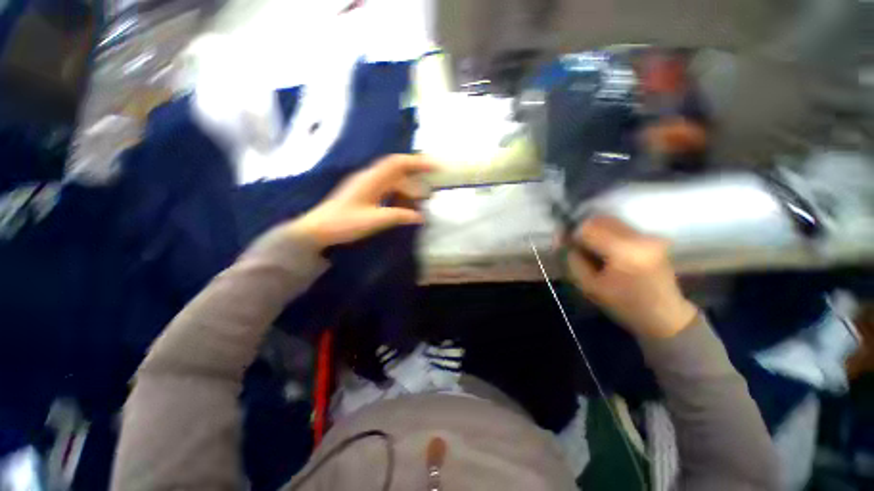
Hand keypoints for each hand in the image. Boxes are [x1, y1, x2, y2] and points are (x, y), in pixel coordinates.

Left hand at [288, 154, 434, 248]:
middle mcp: (370, 178)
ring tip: (418, 205)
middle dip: (415, 179)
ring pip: (393, 183)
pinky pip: (387, 191)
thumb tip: (420, 217)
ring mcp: (366, 186)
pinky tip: (403, 208)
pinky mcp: (365, 195)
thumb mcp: (374, 220)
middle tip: (429, 194)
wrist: (317, 230)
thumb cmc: (343, 223)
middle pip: (397, 172)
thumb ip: (399, 216)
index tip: (435, 167)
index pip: (398, 163)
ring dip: (407, 191)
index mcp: (371, 179)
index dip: (417, 162)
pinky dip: (398, 198)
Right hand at [567, 216, 697, 338]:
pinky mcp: (652, 237)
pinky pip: (620, 226)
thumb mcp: (589, 286)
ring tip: (590, 248)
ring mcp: (649, 236)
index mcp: (624, 252)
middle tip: (576, 245)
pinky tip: (605, 248)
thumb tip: (566, 241)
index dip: (572, 234)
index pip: (589, 228)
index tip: (564, 244)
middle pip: (601, 220)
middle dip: (583, 229)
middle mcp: (640, 238)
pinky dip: (607, 233)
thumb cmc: (624, 305)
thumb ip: (574, 260)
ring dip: (595, 230)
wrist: (664, 315)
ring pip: (610, 220)